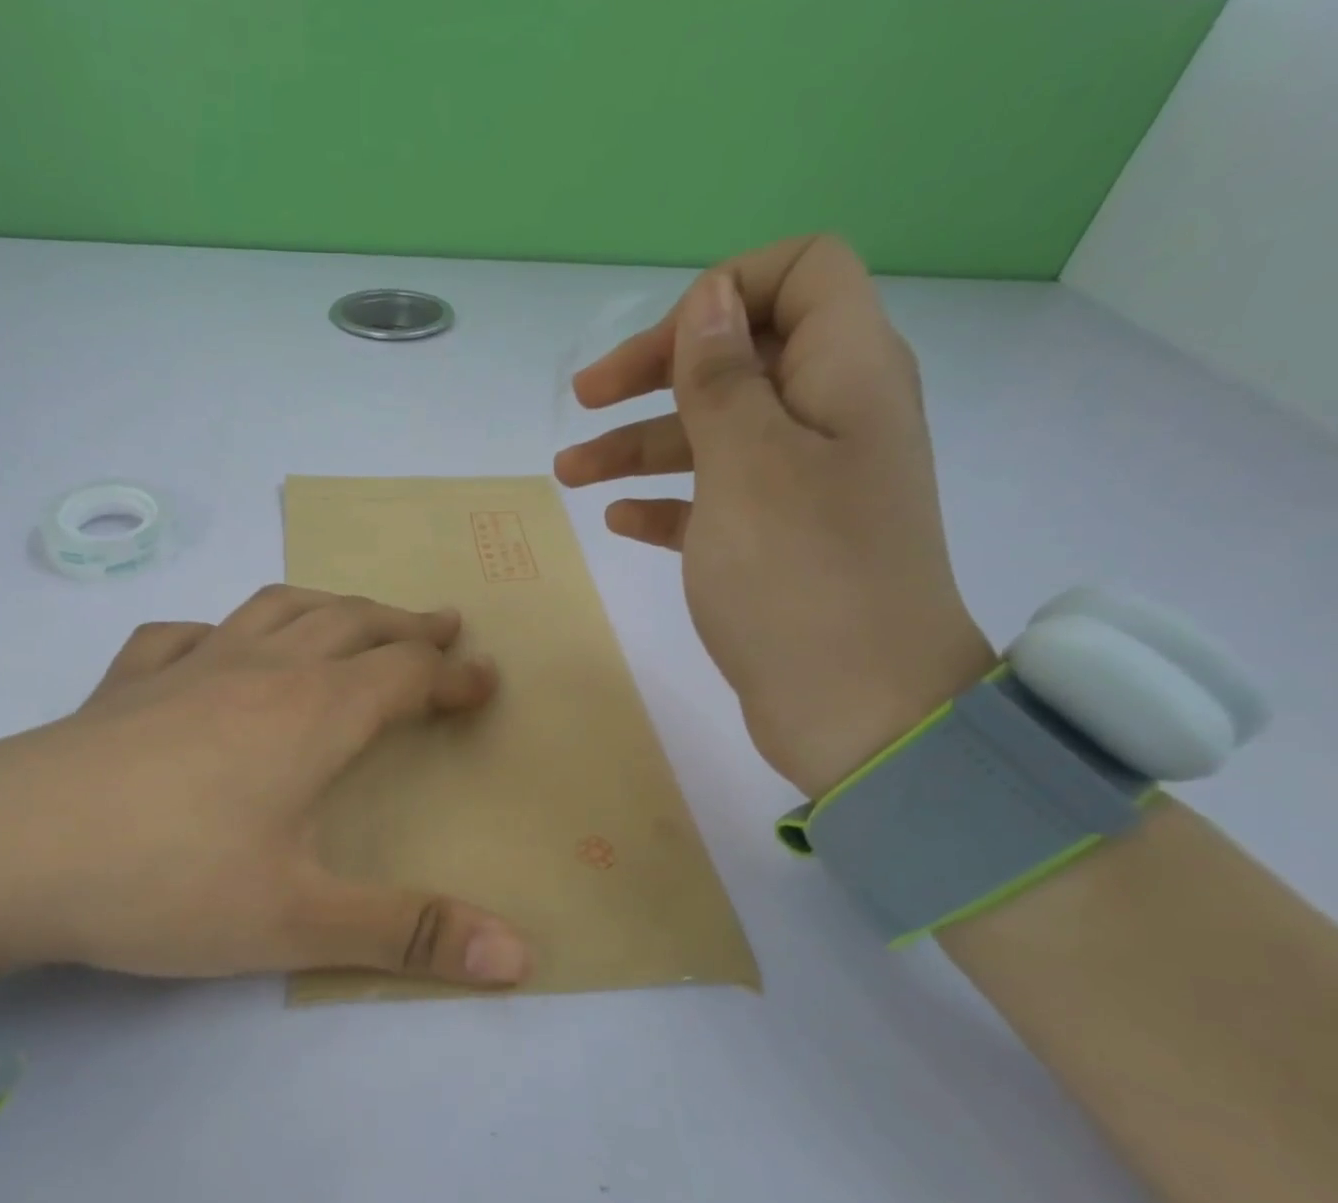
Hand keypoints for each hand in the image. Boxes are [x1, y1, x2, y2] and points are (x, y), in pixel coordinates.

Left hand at [0, 588, 531, 986]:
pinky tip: (216, 647)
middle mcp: (259, 671)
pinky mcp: (126, 683)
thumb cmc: (168, 882)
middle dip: (405, 624)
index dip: (453, 675)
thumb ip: (409, 933)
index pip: (406, 674)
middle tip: (442, 625)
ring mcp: (187, 667)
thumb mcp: (299, 921)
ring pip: (277, 610)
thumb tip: (520, 956)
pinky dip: (221, 630)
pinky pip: (186, 635)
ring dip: (330, 605)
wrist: (7, 853)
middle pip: (351, 623)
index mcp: (312, 714)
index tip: (486, 679)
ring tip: (353, 615)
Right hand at [554, 235, 996, 798]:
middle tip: (583, 401)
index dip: (725, 293)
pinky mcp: (780, 546)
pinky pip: (717, 502)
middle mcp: (832, 418)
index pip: (801, 275)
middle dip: (660, 371)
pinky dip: (668, 502)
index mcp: (847, 374)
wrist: (855, 707)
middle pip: (743, 357)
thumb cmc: (798, 576)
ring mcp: (806, 487)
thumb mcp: (749, 464)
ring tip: (568, 474)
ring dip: (642, 444)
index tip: (659, 352)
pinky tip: (620, 521)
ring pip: (717, 437)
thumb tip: (712, 298)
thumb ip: (725, 376)